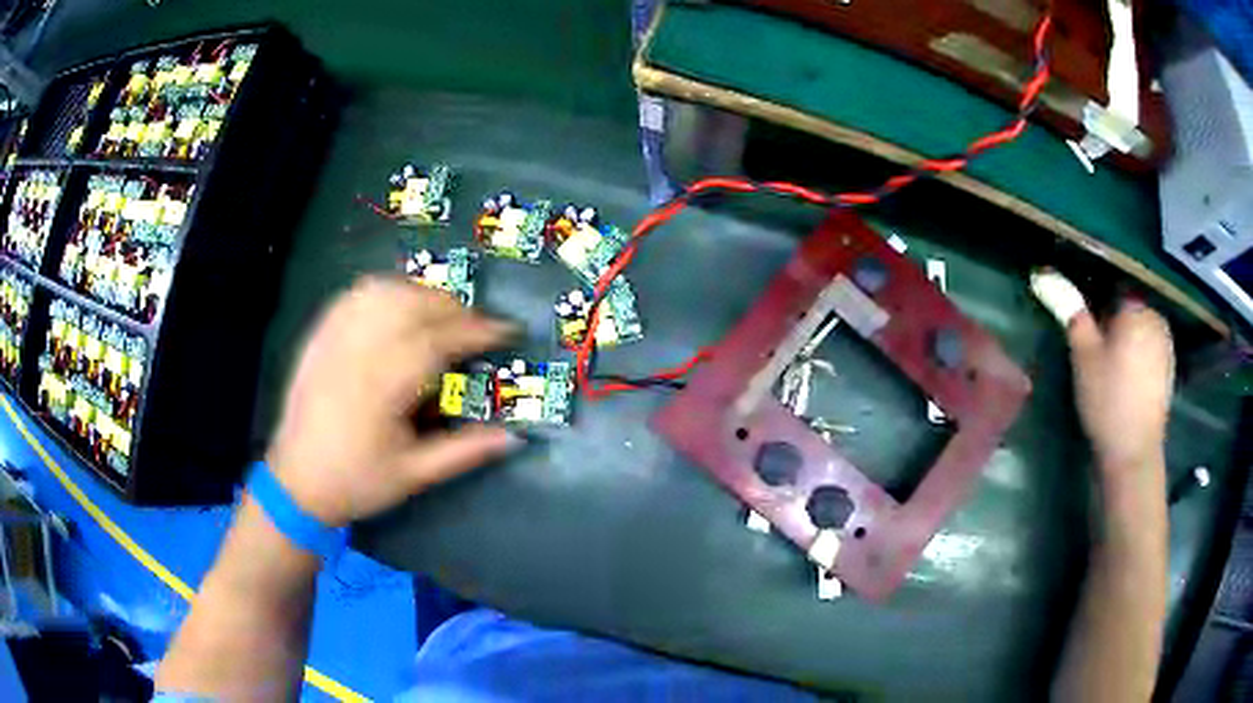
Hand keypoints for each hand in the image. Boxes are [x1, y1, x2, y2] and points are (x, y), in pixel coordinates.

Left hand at [266, 276, 519, 526]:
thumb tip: (514, 436)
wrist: (296, 484)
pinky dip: (382, 291)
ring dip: (419, 293)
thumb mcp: (415, 475)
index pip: (437, 341)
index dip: (477, 330)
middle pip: (410, 305)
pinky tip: (396, 303)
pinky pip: (352, 297)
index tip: (506, 329)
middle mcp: (356, 354)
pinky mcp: (318, 338)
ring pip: (381, 293)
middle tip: (476, 325)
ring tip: (440, 312)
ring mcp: (333, 341)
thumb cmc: (357, 482)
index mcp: (382, 389)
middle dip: (453, 306)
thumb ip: (465, 452)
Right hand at [1065, 299, 1173, 475]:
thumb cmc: (1107, 400)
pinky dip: (1139, 361)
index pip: (1112, 291)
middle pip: (1129, 311)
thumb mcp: (1083, 356)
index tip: (1086, 331)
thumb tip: (1049, 276)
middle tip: (1097, 355)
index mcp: (1136, 308)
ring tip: (1112, 373)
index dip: (1096, 307)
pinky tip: (1128, 385)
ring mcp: (1166, 347)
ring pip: (1140, 333)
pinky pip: (1150, 353)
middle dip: (1114, 325)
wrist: (1133, 453)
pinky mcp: (1169, 372)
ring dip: (1127, 343)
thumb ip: (1073, 314)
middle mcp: (1155, 319)